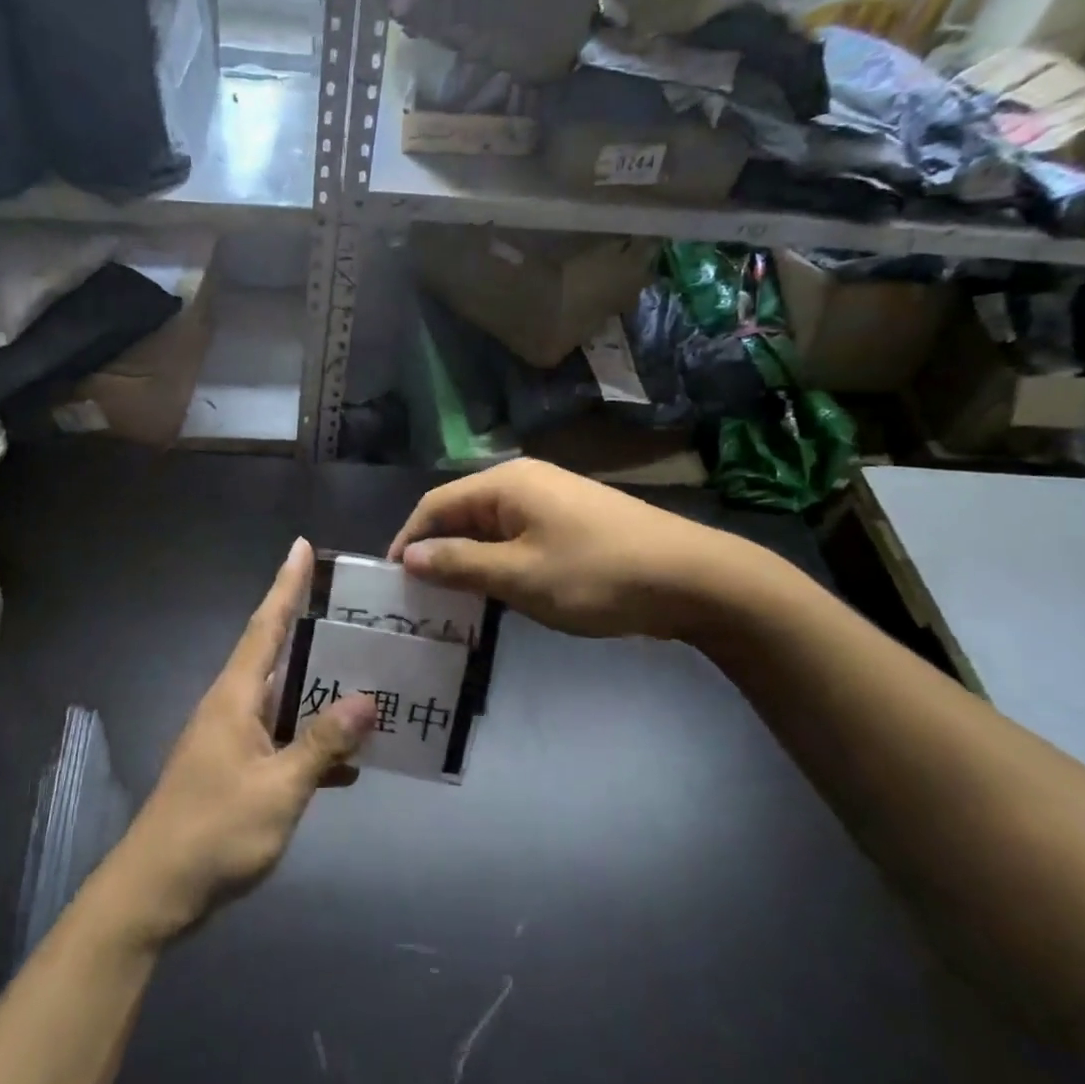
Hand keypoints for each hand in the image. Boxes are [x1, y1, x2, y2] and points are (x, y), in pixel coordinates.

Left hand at [104, 539, 373, 944]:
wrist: (155, 893)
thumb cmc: (214, 831)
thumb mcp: (279, 789)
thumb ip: (323, 744)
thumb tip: (368, 699)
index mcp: (235, 696)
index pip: (265, 625)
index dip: (285, 585)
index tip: (300, 546)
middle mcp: (231, 707)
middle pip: (277, 655)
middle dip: (313, 631)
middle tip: (358, 615)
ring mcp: (231, 740)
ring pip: (284, 700)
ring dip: (319, 691)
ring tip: (367, 678)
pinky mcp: (235, 770)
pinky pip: (281, 740)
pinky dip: (312, 743)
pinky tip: (348, 761)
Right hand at [387, 458, 762, 640]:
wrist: (694, 579)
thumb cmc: (596, 574)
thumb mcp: (519, 575)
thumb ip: (459, 564)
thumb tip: (408, 556)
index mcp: (506, 483)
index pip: (436, 505)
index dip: (408, 539)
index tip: (390, 579)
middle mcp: (524, 482)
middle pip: (461, 513)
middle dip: (436, 552)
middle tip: (416, 596)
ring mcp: (552, 501)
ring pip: (490, 529)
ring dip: (467, 561)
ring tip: (449, 601)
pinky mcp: (572, 523)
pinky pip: (517, 538)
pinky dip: (498, 563)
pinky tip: (496, 594)